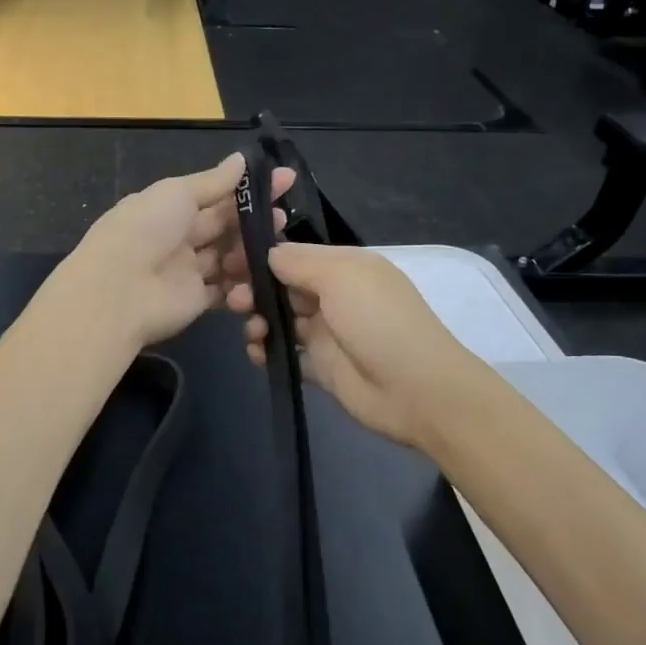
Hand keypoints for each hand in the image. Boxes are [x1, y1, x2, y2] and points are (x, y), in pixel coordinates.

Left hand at [58, 154, 293, 351]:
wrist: (119, 291)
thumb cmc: (146, 230)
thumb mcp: (177, 194)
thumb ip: (213, 181)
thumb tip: (241, 159)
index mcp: (167, 208)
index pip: (214, 194)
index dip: (247, 187)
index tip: (285, 179)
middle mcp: (177, 237)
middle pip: (222, 226)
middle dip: (253, 219)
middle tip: (284, 214)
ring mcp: (186, 270)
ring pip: (227, 257)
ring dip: (250, 250)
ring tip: (276, 246)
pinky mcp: (195, 300)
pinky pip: (225, 289)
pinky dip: (243, 283)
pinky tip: (264, 272)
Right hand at [227, 244, 488, 450]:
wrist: (416, 390)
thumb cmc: (379, 322)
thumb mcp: (341, 276)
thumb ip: (299, 262)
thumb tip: (267, 254)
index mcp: (344, 267)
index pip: (293, 255)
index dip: (261, 259)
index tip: (229, 264)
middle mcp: (334, 296)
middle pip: (282, 287)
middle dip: (254, 290)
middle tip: (234, 302)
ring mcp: (327, 333)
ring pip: (280, 320)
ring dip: (258, 321)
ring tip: (253, 332)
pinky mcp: (321, 367)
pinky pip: (285, 354)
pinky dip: (266, 351)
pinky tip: (257, 354)